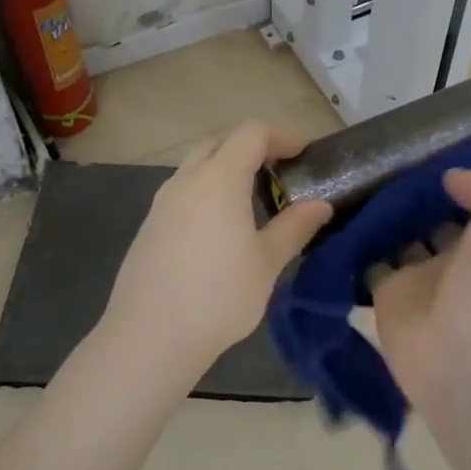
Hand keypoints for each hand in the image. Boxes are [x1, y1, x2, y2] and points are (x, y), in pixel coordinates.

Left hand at [100, 121, 332, 374]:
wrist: (150, 336)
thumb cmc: (219, 296)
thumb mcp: (267, 262)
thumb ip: (295, 227)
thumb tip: (321, 205)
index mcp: (219, 179)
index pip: (251, 133)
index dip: (281, 136)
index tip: (304, 152)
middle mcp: (186, 180)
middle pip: (220, 142)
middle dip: (251, 147)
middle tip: (278, 171)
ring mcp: (162, 202)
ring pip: (196, 165)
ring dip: (225, 168)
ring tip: (251, 199)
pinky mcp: (149, 225)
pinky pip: (182, 191)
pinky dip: (206, 191)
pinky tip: (219, 227)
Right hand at [369, 168, 470, 399]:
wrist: (470, 360)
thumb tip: (450, 177)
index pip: (468, 201)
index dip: (449, 177)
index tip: (419, 149)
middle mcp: (457, 258)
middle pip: (429, 217)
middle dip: (410, 193)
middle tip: (377, 158)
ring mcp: (420, 278)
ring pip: (396, 236)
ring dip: (380, 215)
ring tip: (352, 177)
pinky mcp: (386, 297)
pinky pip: (366, 263)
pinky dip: (353, 244)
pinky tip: (336, 213)